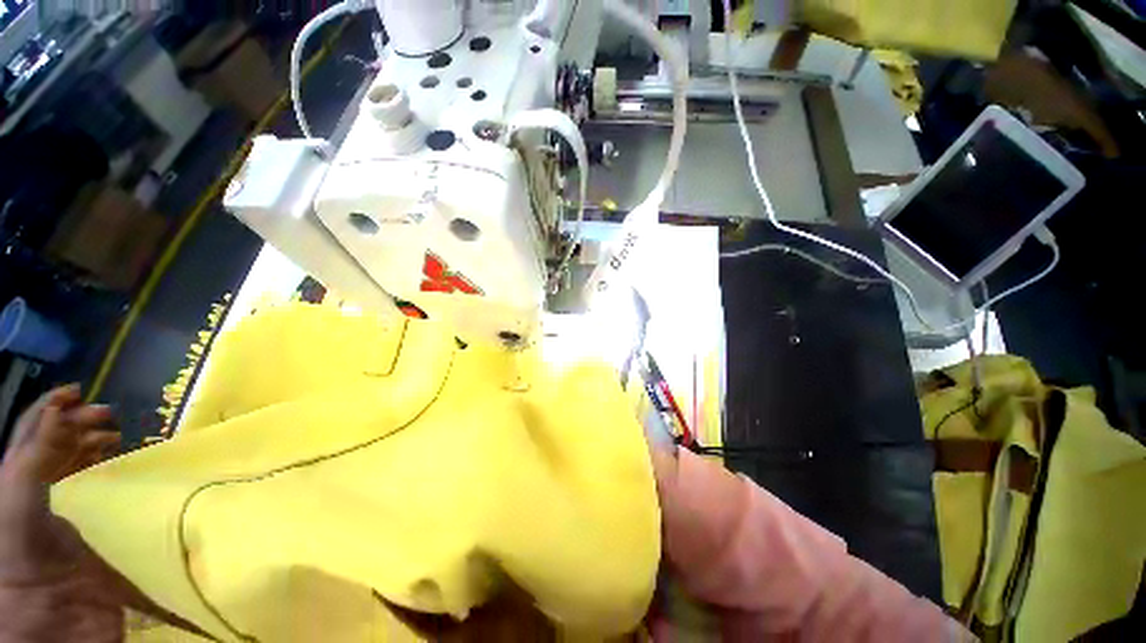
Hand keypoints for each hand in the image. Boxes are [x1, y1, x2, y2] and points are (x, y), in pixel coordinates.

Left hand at [0, 385, 123, 642]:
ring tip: (115, 433)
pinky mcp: (87, 527)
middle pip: (53, 445)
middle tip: (109, 415)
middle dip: (78, 423)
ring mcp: (60, 510)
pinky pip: (95, 489)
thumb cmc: (22, 558)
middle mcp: (34, 490)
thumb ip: (32, 461)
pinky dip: (106, 469)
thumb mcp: (17, 507)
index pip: (30, 433)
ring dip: (92, 443)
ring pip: (74, 464)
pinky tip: (117, 461)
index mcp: (15, 482)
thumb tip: (60, 413)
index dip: (50, 407)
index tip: (78, 391)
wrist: (54, 621)